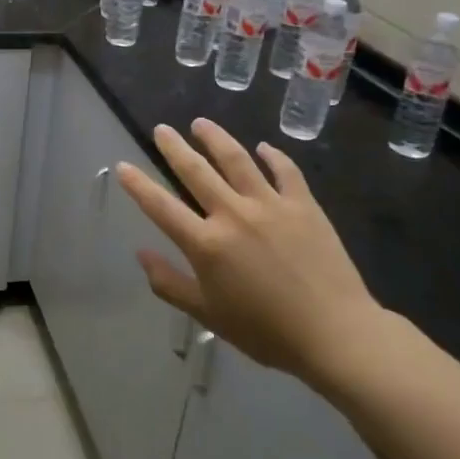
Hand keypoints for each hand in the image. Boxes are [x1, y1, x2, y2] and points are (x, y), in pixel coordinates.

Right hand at [114, 118, 390, 387]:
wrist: (336, 334)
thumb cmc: (266, 332)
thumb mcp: (208, 315)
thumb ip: (170, 284)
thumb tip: (141, 254)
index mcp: (206, 244)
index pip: (161, 207)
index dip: (138, 185)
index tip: (123, 166)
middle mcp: (233, 215)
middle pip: (196, 171)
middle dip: (174, 148)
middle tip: (162, 129)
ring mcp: (270, 205)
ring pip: (237, 160)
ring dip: (216, 139)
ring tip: (201, 124)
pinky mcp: (304, 205)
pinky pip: (285, 171)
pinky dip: (273, 156)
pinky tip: (263, 148)